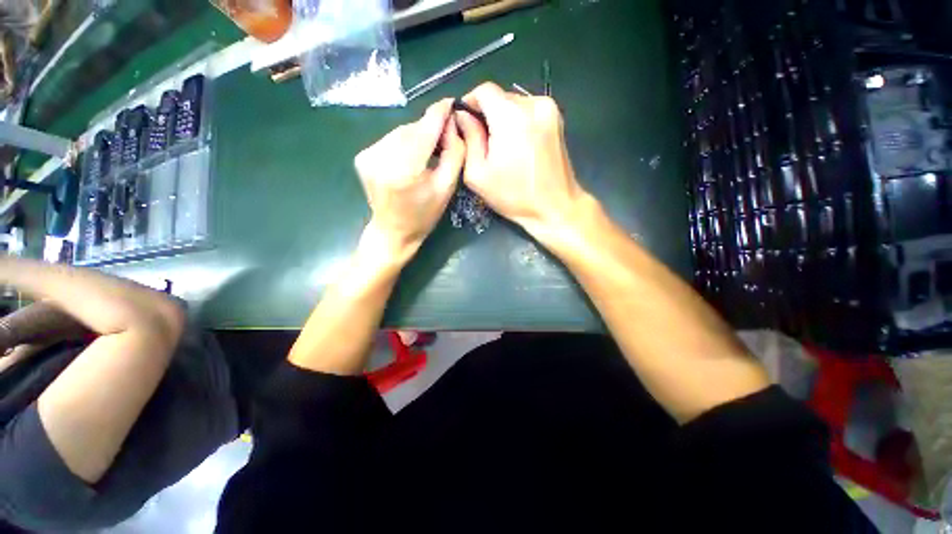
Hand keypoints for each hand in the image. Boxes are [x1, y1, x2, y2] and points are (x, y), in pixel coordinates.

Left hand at [355, 99, 464, 261]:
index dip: (439, 113)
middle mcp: (382, 157)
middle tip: (444, 139)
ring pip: (400, 132)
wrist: (393, 231)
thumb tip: (453, 124)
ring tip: (427, 152)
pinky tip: (409, 158)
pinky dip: (403, 143)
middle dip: (429, 130)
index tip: (451, 102)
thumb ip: (454, 153)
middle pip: (412, 129)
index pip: (425, 129)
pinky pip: (389, 140)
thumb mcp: (447, 188)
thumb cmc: (424, 215)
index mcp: (406, 169)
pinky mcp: (362, 156)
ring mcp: (368, 155)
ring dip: (416, 136)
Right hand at [454, 82, 590, 239]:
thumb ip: (468, 139)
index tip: (465, 124)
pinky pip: (529, 112)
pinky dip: (519, 124)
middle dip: (487, 116)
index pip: (483, 90)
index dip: (470, 104)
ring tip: (503, 150)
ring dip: (503, 121)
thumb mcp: (479, 174)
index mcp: (511, 116)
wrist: (555, 207)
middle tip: (484, 145)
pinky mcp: (557, 119)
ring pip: (514, 104)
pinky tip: (519, 148)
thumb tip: (462, 116)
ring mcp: (549, 109)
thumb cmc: (515, 196)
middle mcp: (533, 104)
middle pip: (500, 97)